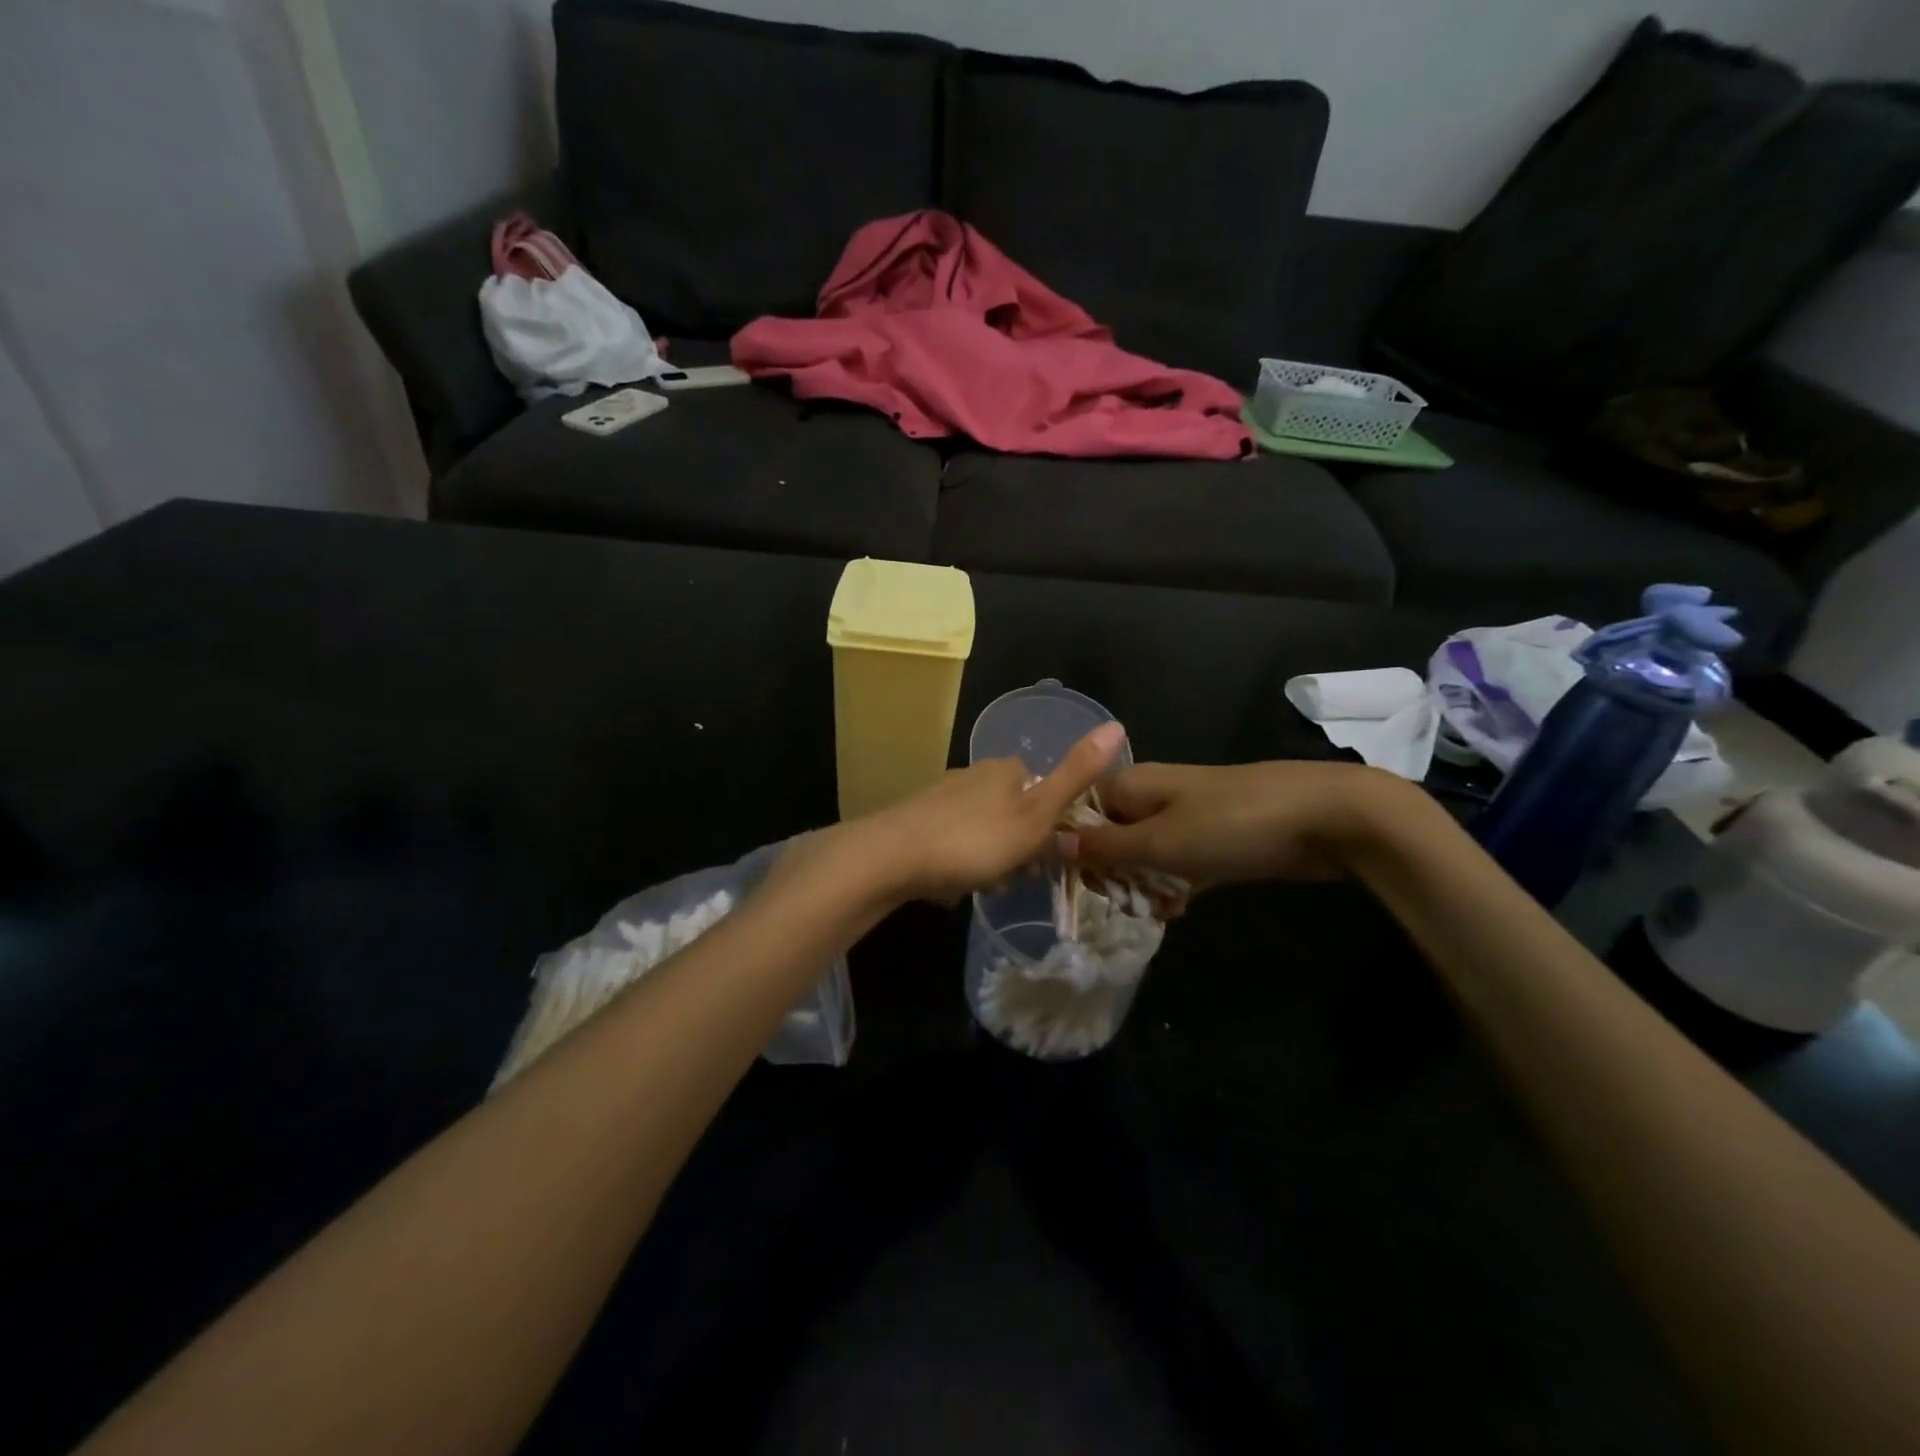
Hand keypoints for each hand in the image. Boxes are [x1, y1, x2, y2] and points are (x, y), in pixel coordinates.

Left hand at [846, 722, 1127, 903]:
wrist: (891, 857)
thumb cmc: (973, 840)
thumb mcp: (1035, 814)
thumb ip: (1075, 776)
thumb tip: (1117, 724)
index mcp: (1005, 770)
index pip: (1042, 790)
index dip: (1049, 826)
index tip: (1042, 857)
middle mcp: (974, 774)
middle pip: (1013, 812)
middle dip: (1018, 846)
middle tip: (1009, 877)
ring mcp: (942, 796)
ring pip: (984, 829)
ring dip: (990, 858)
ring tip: (980, 883)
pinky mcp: (917, 820)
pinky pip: (954, 841)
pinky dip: (960, 862)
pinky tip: (950, 882)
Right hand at [1067, 759, 1406, 889]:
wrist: (1327, 818)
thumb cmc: (1233, 825)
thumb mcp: (1160, 842)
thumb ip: (1105, 848)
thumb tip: (1051, 842)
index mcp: (1133, 784)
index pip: (1080, 813)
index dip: (1072, 848)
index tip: (1076, 885)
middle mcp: (1154, 795)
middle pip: (1111, 835)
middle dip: (1111, 873)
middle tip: (1122, 905)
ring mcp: (1189, 814)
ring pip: (1146, 852)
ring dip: (1144, 883)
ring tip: (1154, 911)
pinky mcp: (1218, 836)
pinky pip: (1180, 861)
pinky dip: (1176, 883)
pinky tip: (1180, 908)